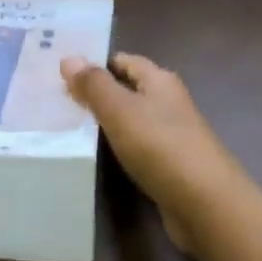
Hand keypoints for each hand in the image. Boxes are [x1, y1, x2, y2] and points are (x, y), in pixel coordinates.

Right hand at [59, 52, 240, 250]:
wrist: (204, 202)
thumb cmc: (160, 146)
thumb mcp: (120, 110)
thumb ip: (94, 85)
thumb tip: (69, 58)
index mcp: (160, 81)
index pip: (125, 61)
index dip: (96, 64)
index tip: (62, 74)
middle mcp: (169, 103)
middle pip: (129, 90)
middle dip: (97, 94)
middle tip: (57, 102)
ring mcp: (171, 135)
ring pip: (132, 121)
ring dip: (106, 123)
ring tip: (68, 128)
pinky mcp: (169, 165)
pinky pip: (137, 147)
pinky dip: (117, 148)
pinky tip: (97, 156)